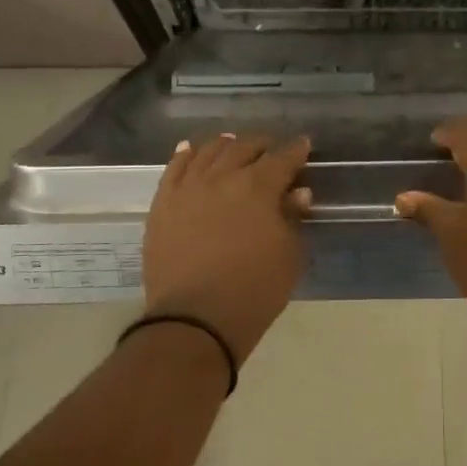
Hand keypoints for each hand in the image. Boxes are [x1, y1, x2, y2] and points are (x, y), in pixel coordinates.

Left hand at [142, 133, 312, 363]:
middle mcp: (222, 177)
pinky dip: (185, 154)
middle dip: (262, 145)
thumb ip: (293, 218)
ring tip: (233, 145)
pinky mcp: (163, 203)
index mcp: (259, 187)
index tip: (304, 145)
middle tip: (270, 151)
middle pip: (244, 148)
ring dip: (225, 145)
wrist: (195, 320)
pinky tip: (191, 149)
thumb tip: (298, 192)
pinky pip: (174, 168)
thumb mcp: (288, 256)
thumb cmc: (254, 290)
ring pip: (208, 152)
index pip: (282, 158)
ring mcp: (188, 188)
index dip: (296, 150)